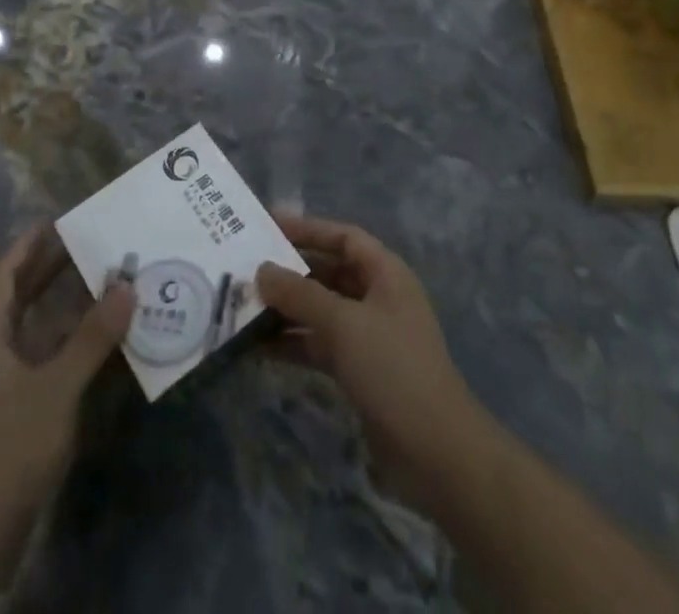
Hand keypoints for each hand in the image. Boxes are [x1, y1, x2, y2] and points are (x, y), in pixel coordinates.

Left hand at [0, 226, 132, 548]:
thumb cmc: (5, 450)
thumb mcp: (55, 389)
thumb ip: (91, 338)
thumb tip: (126, 286)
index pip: (1, 276)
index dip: (26, 246)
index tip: (56, 221)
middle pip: (14, 299)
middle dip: (46, 271)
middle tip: (86, 244)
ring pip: (28, 332)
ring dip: (59, 308)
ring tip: (98, 283)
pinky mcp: (8, 416)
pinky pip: (37, 361)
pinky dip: (63, 344)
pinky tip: (93, 343)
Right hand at [257, 215, 484, 508]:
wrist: (436, 453)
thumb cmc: (393, 369)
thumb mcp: (344, 324)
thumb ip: (300, 294)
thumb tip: (261, 270)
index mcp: (386, 274)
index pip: (344, 237)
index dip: (308, 229)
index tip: (268, 225)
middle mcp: (378, 298)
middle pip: (329, 273)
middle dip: (291, 272)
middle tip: (247, 269)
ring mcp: (369, 337)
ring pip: (321, 311)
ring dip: (287, 310)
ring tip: (243, 307)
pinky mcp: (359, 372)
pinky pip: (320, 345)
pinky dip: (293, 343)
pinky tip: (258, 348)